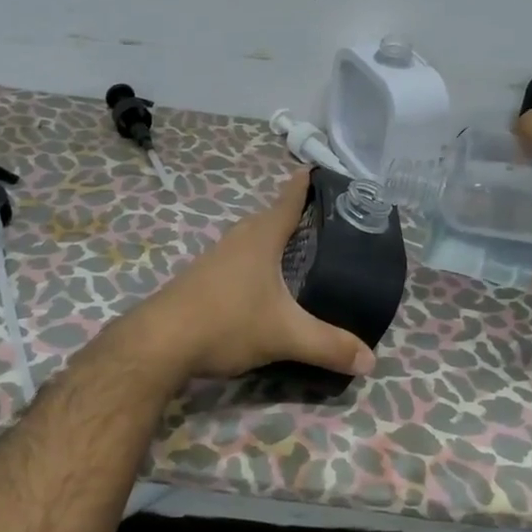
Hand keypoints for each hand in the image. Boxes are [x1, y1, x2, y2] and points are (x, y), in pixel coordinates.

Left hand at [128, 172, 378, 383]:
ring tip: (300, 253)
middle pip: (271, 217)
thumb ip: (329, 345)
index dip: (306, 183)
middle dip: (296, 215)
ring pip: (252, 239)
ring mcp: (215, 258)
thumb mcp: (285, 335)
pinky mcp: (202, 279)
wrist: (159, 343)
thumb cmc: (227, 322)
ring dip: (274, 241)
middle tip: (326, 223)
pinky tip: (264, 285)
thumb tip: (371, 361)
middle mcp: (238, 239)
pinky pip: (238, 259)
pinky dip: (257, 262)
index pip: (289, 199)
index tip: (321, 169)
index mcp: (261, 237)